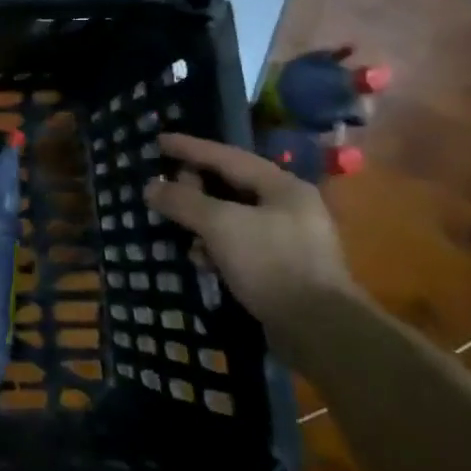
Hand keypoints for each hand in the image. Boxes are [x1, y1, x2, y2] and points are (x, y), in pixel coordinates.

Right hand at [145, 134, 358, 360]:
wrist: (319, 329)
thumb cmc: (271, 263)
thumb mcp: (220, 225)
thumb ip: (183, 201)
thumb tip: (151, 187)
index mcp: (282, 187)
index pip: (227, 157)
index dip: (190, 147)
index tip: (159, 141)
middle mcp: (288, 207)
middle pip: (230, 186)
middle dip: (194, 188)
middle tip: (164, 189)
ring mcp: (287, 239)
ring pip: (231, 218)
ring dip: (201, 222)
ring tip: (177, 228)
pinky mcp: (280, 267)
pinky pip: (237, 245)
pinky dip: (215, 247)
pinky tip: (201, 260)